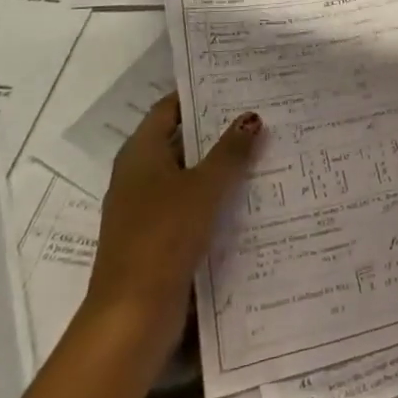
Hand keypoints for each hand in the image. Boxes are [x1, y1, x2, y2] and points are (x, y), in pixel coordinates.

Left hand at [85, 95, 262, 358]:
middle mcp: (138, 175)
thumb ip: (230, 151)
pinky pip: (191, 203)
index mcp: (140, 154)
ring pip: (188, 174)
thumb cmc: (163, 236)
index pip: (169, 109)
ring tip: (265, 148)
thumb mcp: (204, 186)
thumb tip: (251, 117)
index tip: (236, 83)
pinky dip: (215, 195)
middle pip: (180, 140)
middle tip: (261, 113)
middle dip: (217, 129)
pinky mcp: (159, 237)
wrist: (132, 314)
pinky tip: (249, 194)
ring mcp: (146, 209)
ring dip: (220, 164)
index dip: (198, 94)